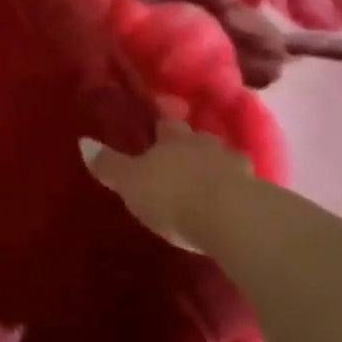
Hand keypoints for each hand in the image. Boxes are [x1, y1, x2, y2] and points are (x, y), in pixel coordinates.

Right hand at [81, 120, 259, 254]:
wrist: (231, 218)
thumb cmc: (173, 195)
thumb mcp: (131, 183)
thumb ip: (109, 164)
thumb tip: (82, 141)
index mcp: (173, 138)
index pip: (166, 124)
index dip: (162, 126)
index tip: (159, 127)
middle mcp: (205, 144)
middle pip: (198, 138)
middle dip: (192, 145)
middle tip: (183, 157)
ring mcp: (235, 166)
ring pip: (224, 159)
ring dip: (218, 167)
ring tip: (210, 182)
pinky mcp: (258, 193)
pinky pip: (245, 186)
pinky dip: (238, 191)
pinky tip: (233, 203)